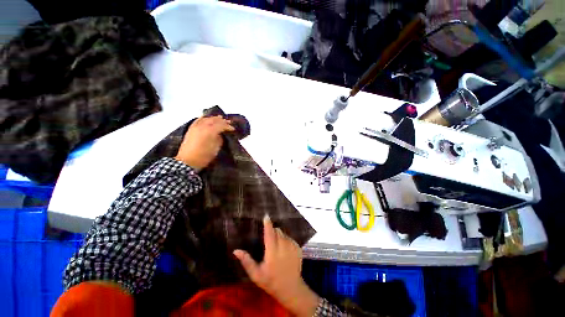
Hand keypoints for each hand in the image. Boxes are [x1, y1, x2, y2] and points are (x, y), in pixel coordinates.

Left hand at [175, 115, 234, 169]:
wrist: (188, 161)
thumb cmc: (204, 156)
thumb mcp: (216, 148)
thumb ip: (219, 139)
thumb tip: (221, 134)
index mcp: (210, 132)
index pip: (221, 125)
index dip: (228, 126)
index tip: (233, 128)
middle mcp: (202, 126)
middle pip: (214, 120)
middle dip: (222, 121)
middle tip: (229, 122)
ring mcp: (195, 127)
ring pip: (206, 118)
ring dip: (214, 118)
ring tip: (220, 118)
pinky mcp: (191, 129)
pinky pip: (198, 120)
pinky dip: (204, 118)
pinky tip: (207, 118)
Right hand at [234, 215, 319, 316]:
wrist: (291, 288)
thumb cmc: (271, 281)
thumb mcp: (256, 274)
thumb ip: (246, 261)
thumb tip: (236, 250)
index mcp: (272, 253)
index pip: (270, 234)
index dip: (267, 224)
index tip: (266, 215)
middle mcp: (283, 247)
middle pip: (277, 231)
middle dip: (272, 231)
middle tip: (268, 240)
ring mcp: (292, 247)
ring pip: (284, 234)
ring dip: (279, 236)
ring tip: (276, 246)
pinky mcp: (298, 248)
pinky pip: (290, 238)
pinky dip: (285, 240)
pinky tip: (283, 250)